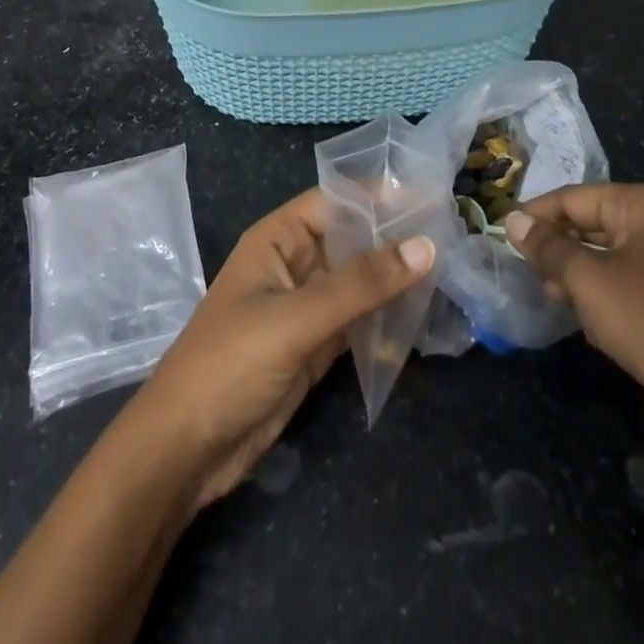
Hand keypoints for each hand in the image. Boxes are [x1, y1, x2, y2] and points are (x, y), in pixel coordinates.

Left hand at [130, 188, 434, 508]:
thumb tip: (425, 245)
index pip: (336, 201)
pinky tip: (424, 313)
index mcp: (278, 238)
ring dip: (396, 277)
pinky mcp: (317, 345)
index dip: (379, 195)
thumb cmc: (231, 363)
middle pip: (352, 239)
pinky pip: (359, 318)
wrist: (187, 449)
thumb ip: (360, 284)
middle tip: (455, 233)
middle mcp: (295, 263)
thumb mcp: (296, 318)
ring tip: (452, 268)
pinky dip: (387, 316)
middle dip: (396, 237)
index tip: (433, 195)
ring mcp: (307, 306)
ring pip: (360, 280)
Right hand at [504, 185, 643, 463]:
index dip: (537, 215)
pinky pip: (624, 282)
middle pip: (591, 223)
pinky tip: (585, 319)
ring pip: (605, 255)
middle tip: (526, 268)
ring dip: (575, 274)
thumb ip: (546, 246)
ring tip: (552, 295)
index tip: (504, 234)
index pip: (576, 198)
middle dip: (558, 247)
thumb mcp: (586, 279)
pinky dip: (600, 295)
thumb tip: (512, 220)